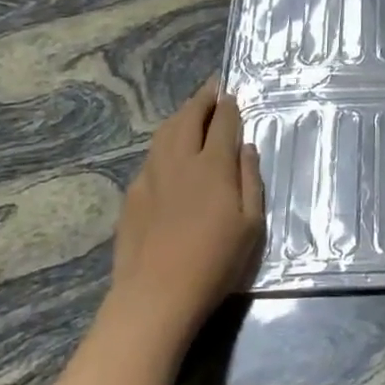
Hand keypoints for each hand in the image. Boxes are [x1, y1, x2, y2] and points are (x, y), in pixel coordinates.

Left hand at [106, 80, 264, 350]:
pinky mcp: (133, 194)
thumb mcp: (251, 224)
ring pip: (165, 133)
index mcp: (214, 166)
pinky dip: (164, 143)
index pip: (223, 123)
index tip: (232, 95)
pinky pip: (151, 156)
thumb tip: (246, 148)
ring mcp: (151, 175)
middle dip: (202, 100)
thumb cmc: (215, 261)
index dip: (230, 106)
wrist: (156, 294)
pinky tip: (169, 152)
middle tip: (211, 89)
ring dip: (180, 116)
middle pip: (189, 118)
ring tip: (190, 111)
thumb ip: (250, 180)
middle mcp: (181, 161)